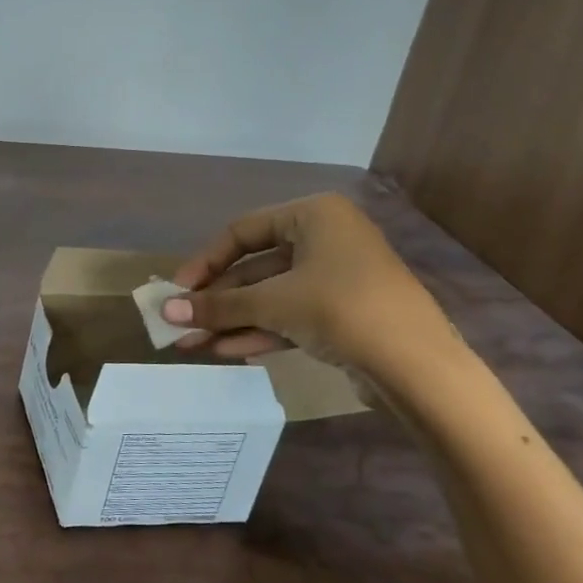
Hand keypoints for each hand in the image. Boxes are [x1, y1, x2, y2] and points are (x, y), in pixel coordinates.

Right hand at [163, 194, 452, 373]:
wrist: (417, 367)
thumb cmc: (342, 309)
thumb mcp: (273, 303)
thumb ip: (218, 306)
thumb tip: (165, 313)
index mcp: (313, 215)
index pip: (242, 231)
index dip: (205, 261)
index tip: (178, 291)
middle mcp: (324, 239)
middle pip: (254, 267)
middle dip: (216, 300)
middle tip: (179, 324)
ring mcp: (334, 278)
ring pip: (270, 296)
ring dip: (231, 320)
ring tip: (192, 345)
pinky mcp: (341, 313)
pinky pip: (289, 315)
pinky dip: (258, 331)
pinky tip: (225, 351)